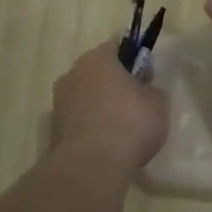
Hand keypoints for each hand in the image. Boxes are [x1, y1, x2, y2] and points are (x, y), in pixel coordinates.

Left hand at [50, 41, 170, 171]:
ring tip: (120, 128)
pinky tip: (105, 143)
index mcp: (98, 58)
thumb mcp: (159, 103)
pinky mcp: (53, 129)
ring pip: (85, 95)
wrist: (94, 166)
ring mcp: (59, 101)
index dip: (134, 59)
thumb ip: (152, 90)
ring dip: (99, 105)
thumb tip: (145, 90)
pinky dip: (89, 125)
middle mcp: (73, 73)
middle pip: (97, 71)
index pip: (117, 46)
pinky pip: (77, 119)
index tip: (146, 77)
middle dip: (114, 83)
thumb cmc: (130, 123)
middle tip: (135, 102)